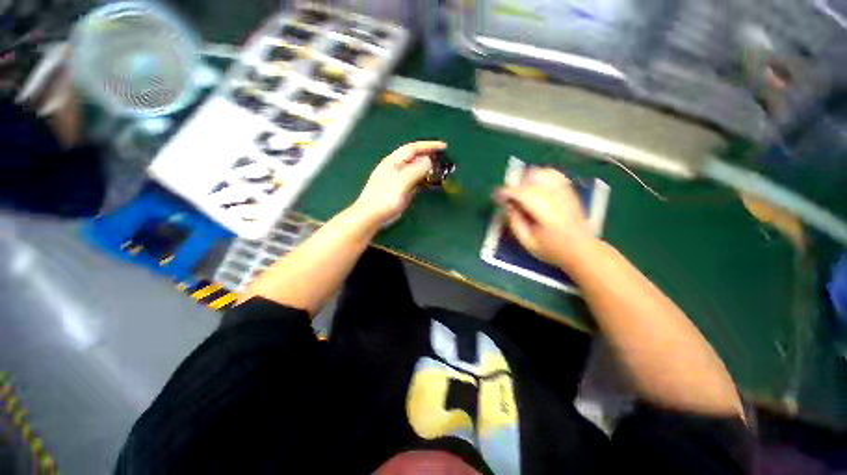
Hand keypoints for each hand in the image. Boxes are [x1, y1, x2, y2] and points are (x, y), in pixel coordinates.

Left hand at [352, 141, 445, 225]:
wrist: (371, 216)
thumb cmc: (385, 198)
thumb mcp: (402, 182)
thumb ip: (416, 170)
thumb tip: (428, 160)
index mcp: (393, 161)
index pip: (413, 148)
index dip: (428, 145)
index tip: (443, 146)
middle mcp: (394, 167)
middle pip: (413, 157)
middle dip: (428, 156)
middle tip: (442, 159)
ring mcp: (396, 179)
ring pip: (414, 169)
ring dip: (426, 168)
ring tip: (438, 171)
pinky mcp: (397, 189)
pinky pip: (412, 180)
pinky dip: (421, 179)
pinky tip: (426, 183)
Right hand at [494, 167, 595, 267]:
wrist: (582, 250)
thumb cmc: (552, 250)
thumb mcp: (527, 242)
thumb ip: (515, 222)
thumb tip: (507, 204)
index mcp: (547, 215)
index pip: (524, 194)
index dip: (507, 192)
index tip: (496, 196)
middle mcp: (558, 199)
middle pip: (532, 180)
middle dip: (515, 185)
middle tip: (508, 197)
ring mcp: (566, 192)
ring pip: (543, 173)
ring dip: (527, 179)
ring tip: (521, 191)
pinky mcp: (569, 190)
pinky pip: (553, 174)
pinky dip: (539, 176)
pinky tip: (534, 187)